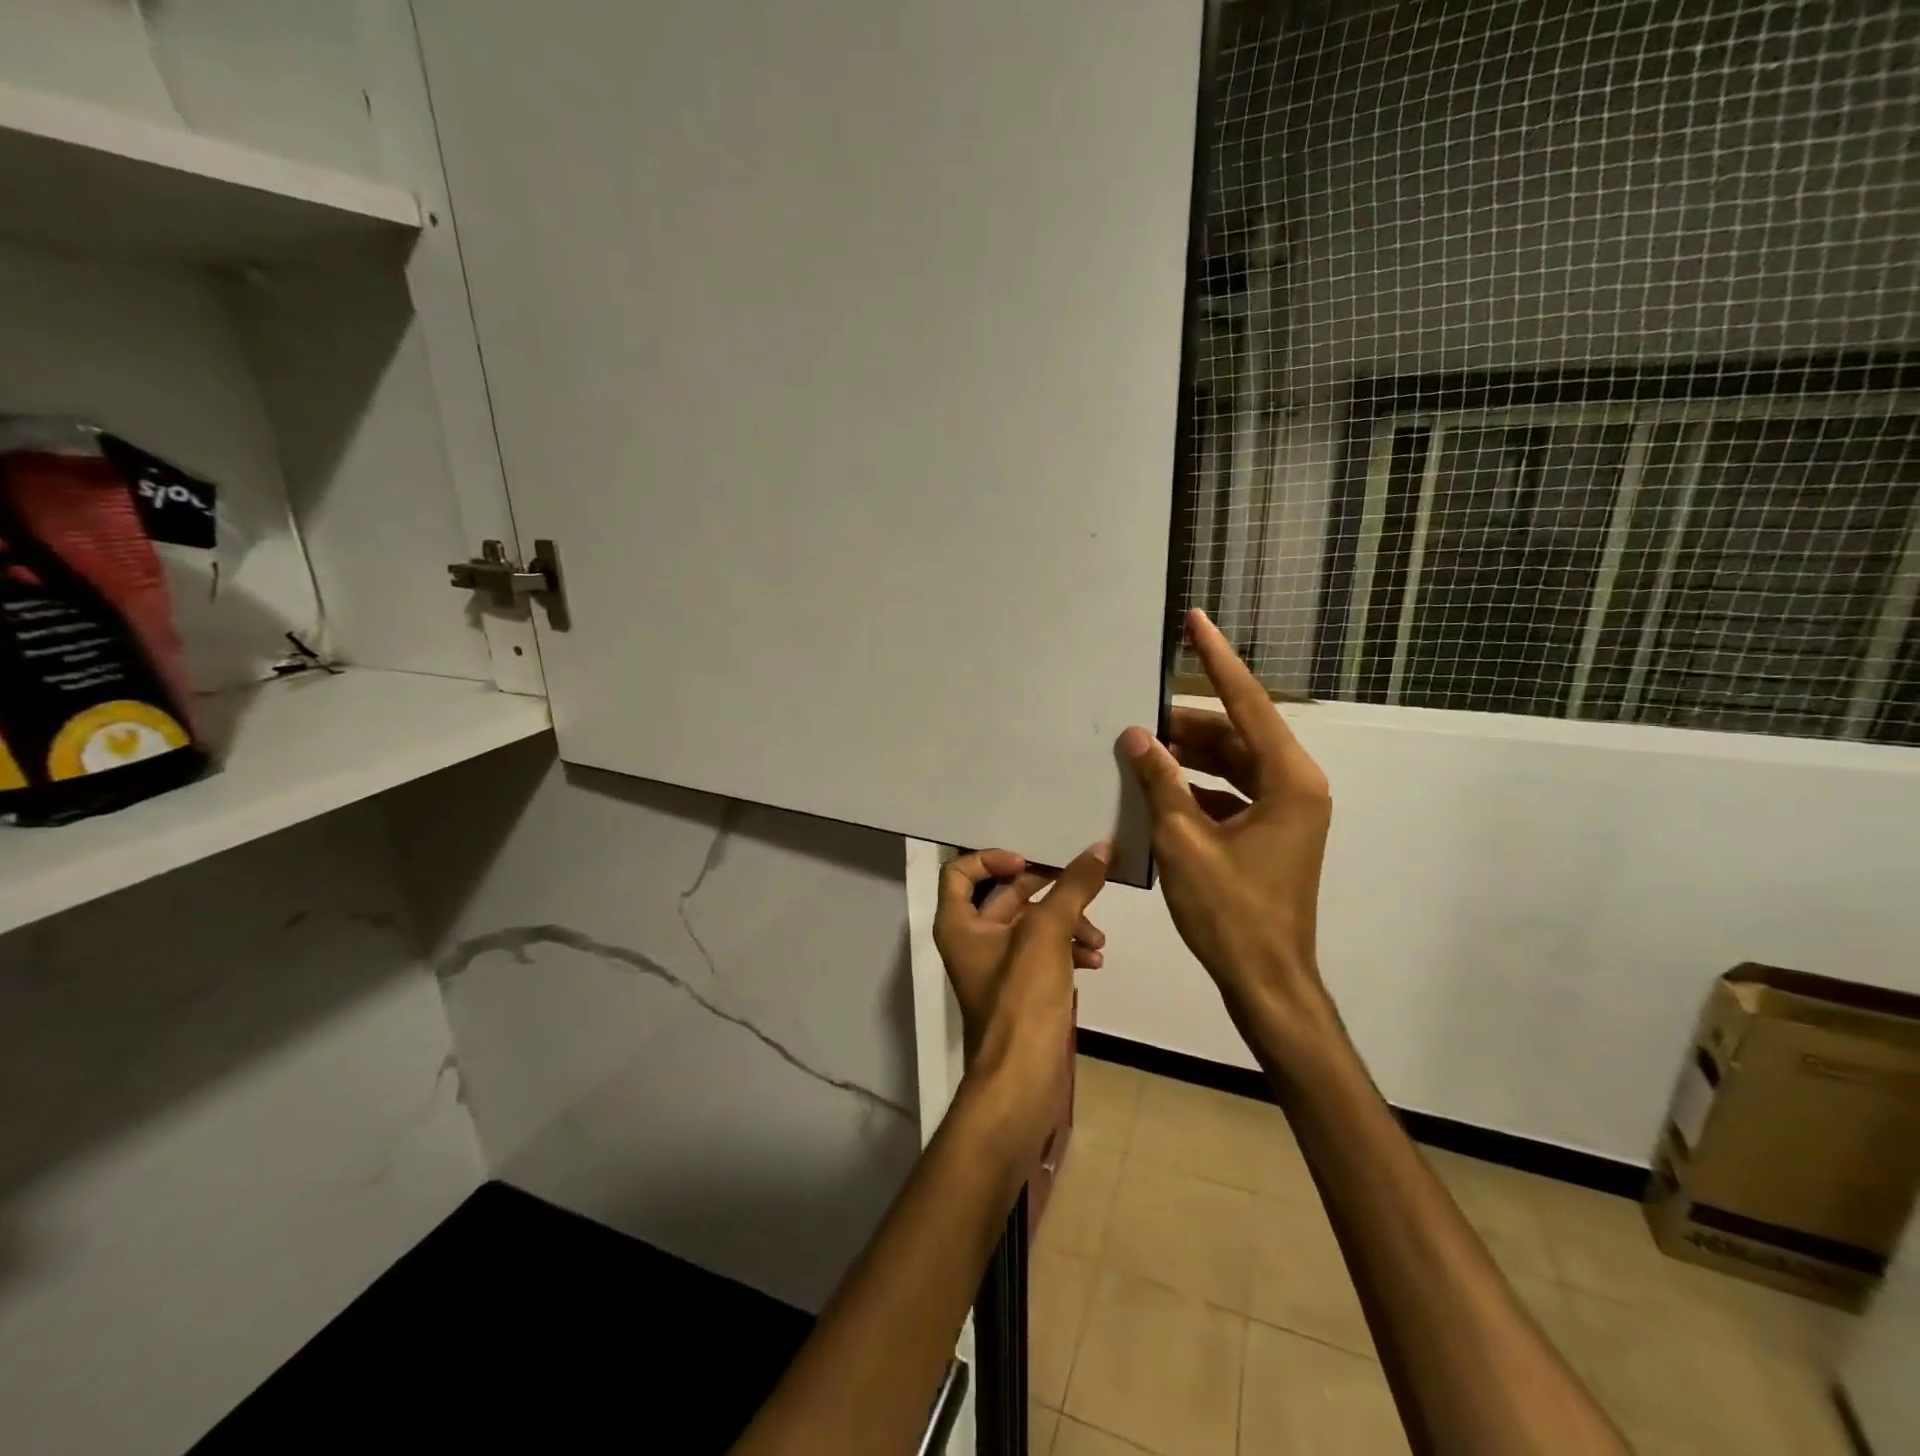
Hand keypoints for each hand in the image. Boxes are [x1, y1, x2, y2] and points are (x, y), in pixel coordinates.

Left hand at [932, 844, 1110, 1113]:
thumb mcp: (1048, 933)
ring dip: (1066, 923)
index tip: (1030, 863)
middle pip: (1006, 896)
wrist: (1023, 1080)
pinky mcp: (1022, 990)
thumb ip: (1073, 887)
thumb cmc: (1022, 998)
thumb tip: (1101, 848)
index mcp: (959, 923)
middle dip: (1047, 891)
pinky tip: (1095, 960)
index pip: (960, 871)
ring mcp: (998, 967)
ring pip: (1032, 926)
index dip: (992, 859)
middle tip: (1081, 887)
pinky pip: (1044, 954)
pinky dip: (1067, 950)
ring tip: (1097, 938)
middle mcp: (972, 941)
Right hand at [1118, 609, 1334, 1045]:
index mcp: (1289, 781)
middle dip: (1188, 724)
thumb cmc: (1230, 912)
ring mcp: (1286, 812)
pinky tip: (1157, 791)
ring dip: (1190, 757)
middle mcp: (1295, 786)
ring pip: (1232, 765)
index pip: (1248, 703)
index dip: (1218, 660)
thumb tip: (1137, 736)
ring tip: (1141, 750)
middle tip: (1140, 714)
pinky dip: (1197, 788)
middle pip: (1238, 734)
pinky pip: (1231, 794)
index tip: (1196, 621)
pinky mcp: (1271, 833)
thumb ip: (1161, 782)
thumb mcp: (1185, 842)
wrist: (1266, 980)